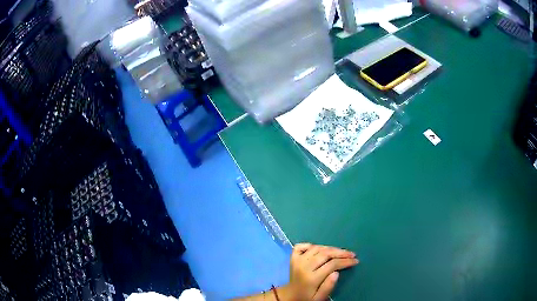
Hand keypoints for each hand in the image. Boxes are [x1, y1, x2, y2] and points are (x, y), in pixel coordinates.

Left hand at [279, 243, 358, 300]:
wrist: (290, 296)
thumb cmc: (307, 297)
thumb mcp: (319, 298)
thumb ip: (328, 286)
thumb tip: (337, 272)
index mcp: (311, 278)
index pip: (332, 264)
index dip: (346, 261)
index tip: (355, 261)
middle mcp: (304, 266)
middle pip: (325, 253)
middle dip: (341, 252)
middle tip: (352, 254)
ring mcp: (297, 261)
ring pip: (316, 248)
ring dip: (330, 248)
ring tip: (340, 252)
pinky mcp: (292, 258)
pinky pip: (301, 246)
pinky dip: (310, 245)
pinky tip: (320, 248)